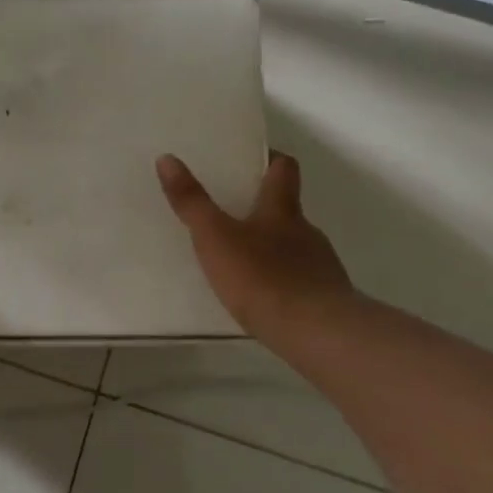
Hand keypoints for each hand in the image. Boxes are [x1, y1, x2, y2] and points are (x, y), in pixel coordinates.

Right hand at [156, 150, 353, 337]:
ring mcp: (320, 267)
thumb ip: (192, 202)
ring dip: (272, 248)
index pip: (284, 170)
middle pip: (288, 209)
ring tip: (242, 261)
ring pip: (295, 247)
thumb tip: (167, 158)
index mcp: (282, 211)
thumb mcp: (215, 238)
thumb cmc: (262, 277)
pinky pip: (300, 281)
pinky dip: (281, 281)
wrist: (317, 334)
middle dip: (264, 208)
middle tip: (232, 213)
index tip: (254, 159)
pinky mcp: (324, 300)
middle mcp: (306, 232)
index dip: (271, 159)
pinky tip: (262, 297)